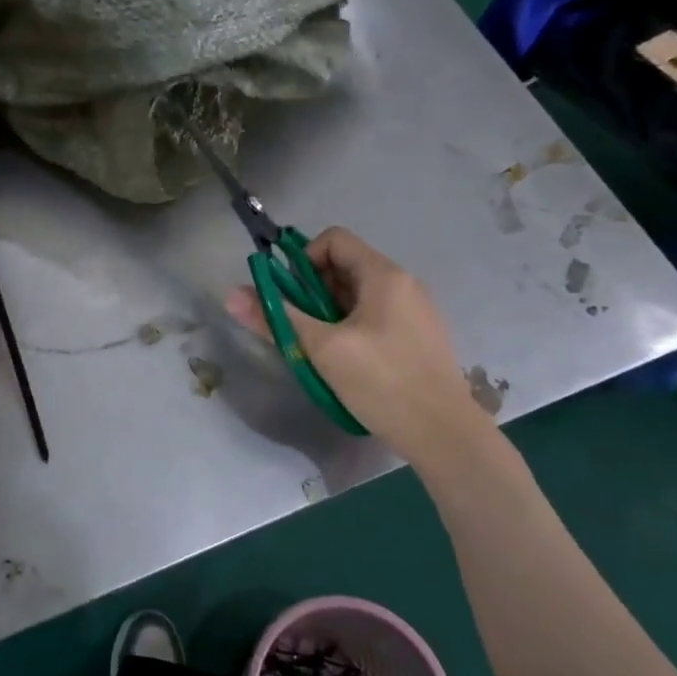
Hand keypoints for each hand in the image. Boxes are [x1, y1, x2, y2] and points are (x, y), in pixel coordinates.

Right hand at [226, 227, 495, 469]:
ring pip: (356, 295)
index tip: (290, 295)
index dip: (303, 259)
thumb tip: (231, 295)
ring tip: (320, 349)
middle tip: (300, 327)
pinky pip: (373, 316)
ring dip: (328, 313)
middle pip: (344, 267)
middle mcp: (403, 284)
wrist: (445, 436)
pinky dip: (350, 327)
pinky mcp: (417, 337)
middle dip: (312, 291)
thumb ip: (276, 318)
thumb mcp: (321, 349)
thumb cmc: (382, 383)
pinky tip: (346, 363)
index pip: (333, 239)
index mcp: (384, 275)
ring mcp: (414, 311)